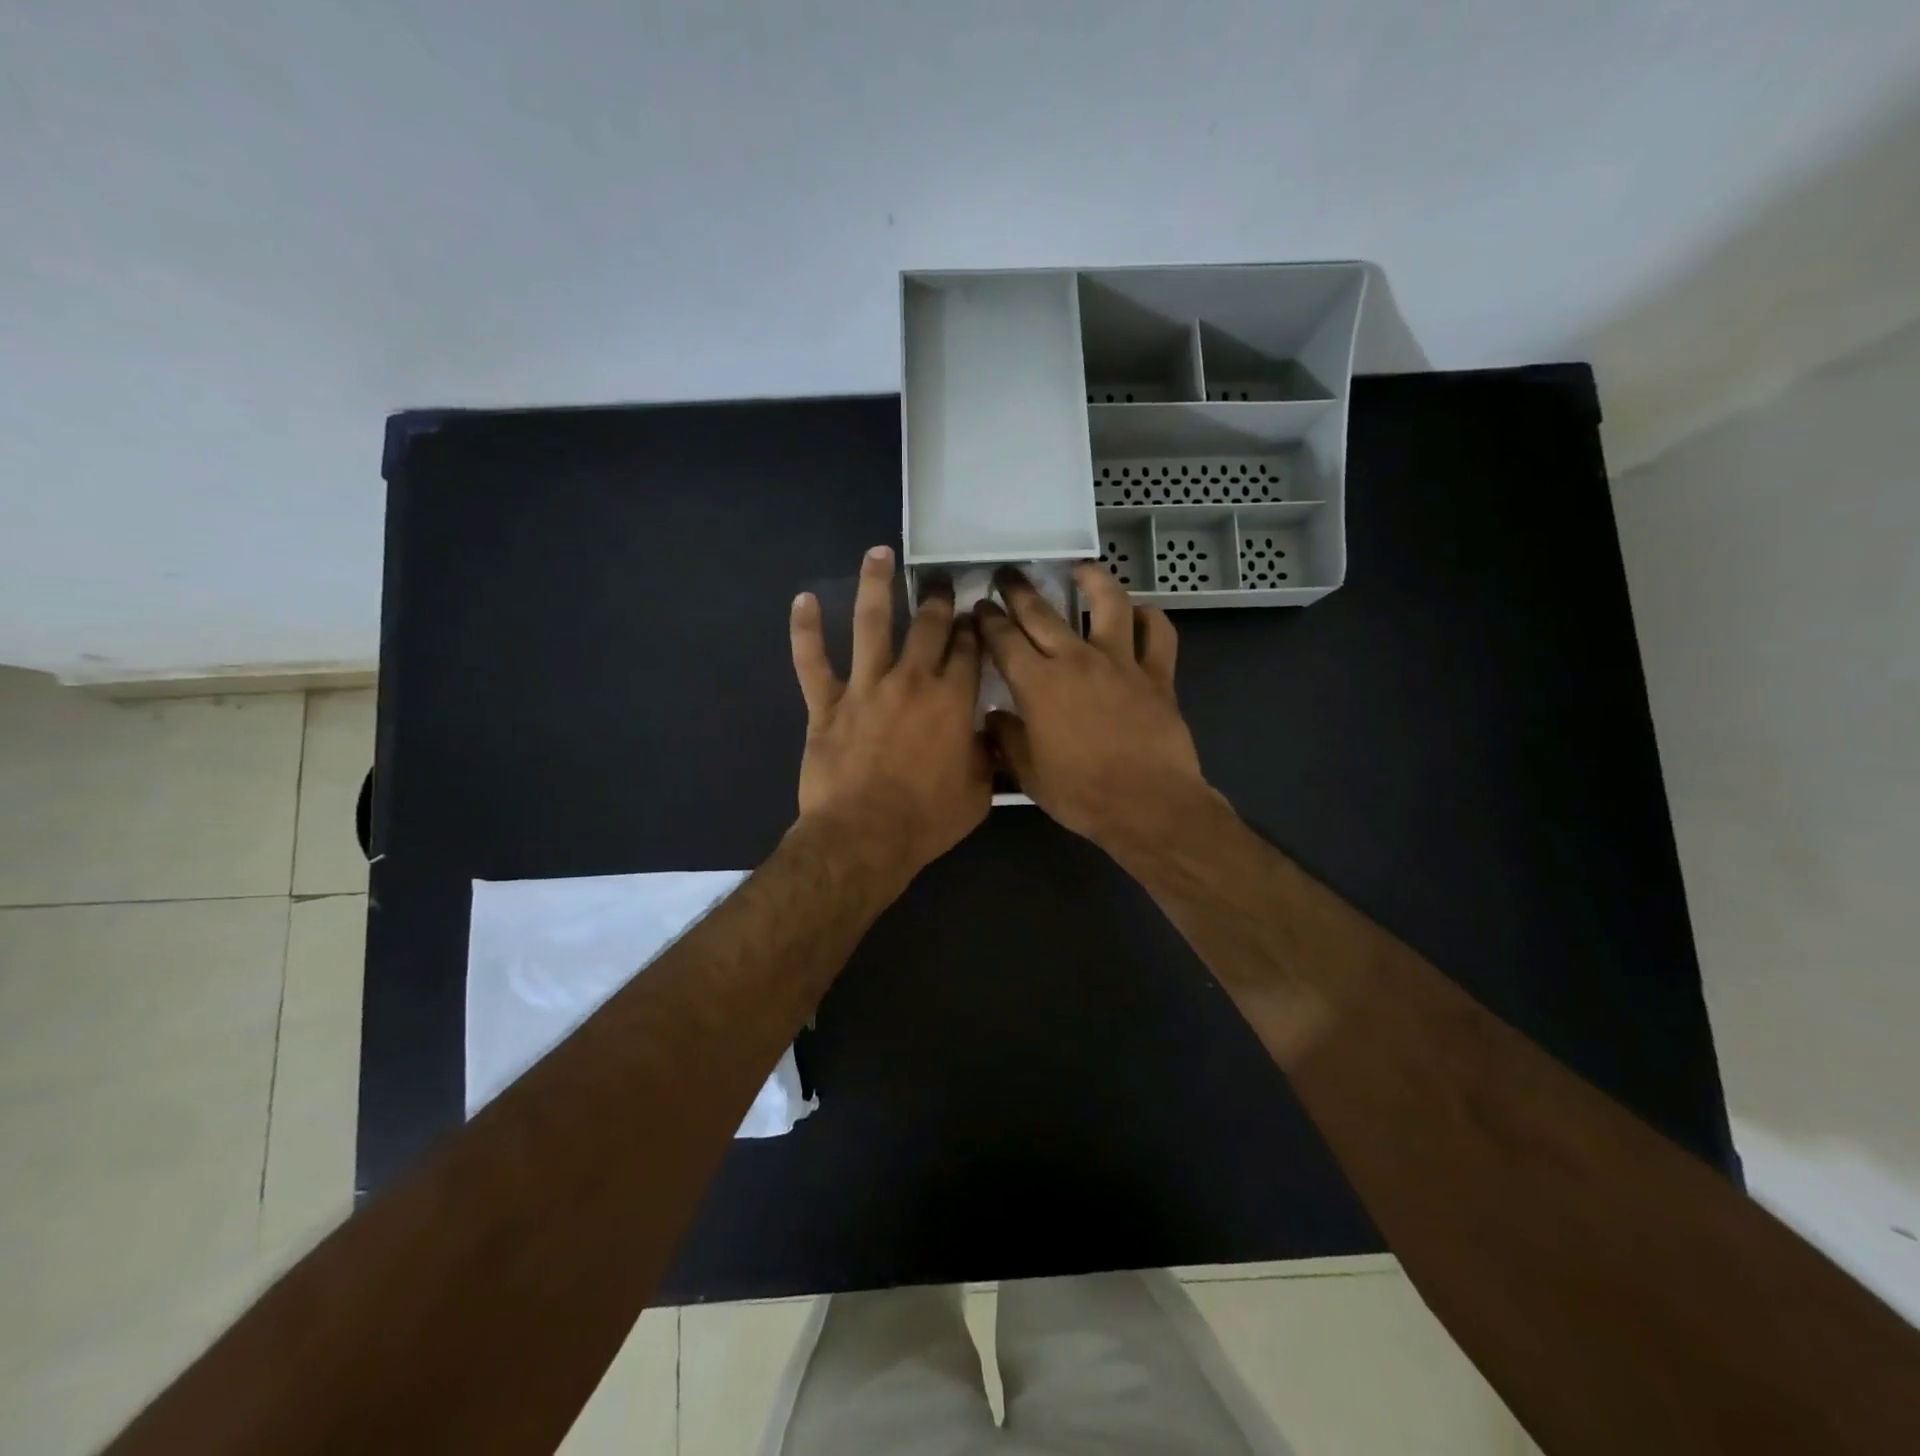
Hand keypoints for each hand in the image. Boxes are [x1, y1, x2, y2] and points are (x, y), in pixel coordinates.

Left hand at [790, 546, 991, 881]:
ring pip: (870, 624)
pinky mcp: (826, 704)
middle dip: (937, 597)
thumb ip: (987, 755)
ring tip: (877, 552)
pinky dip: (805, 630)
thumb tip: (989, 732)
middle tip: (940, 577)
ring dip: (874, 584)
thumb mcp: (978, 793)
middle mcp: (911, 681)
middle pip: (928, 625)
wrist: (864, 838)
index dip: (974, 626)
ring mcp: (865, 688)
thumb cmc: (926, 820)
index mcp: (952, 701)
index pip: (968, 649)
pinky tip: (802, 600)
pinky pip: (812, 661)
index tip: (976, 612)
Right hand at [975, 563, 1216, 851]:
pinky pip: (1158, 633)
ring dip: (1092, 579)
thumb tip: (993, 718)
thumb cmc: (1081, 794)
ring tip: (1080, 568)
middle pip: (1042, 612)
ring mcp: (1121, 662)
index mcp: (1038, 684)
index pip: (1003, 639)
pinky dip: (1149, 618)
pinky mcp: (1158, 674)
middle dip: (1018, 590)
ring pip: (1108, 603)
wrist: (1148, 805)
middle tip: (1007, 574)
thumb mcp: (1029, 774)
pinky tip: (1140, 613)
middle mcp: (1076, 660)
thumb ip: (1007, 739)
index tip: (978, 608)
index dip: (987, 620)